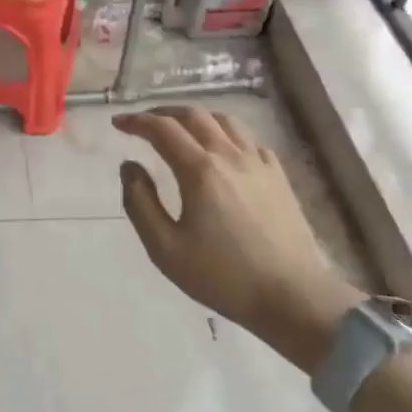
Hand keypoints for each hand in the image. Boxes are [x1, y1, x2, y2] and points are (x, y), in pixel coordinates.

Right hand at [114, 106, 363, 372]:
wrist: (293, 298)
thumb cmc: (222, 276)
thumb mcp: (165, 248)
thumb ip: (140, 202)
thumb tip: (129, 166)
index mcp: (199, 170)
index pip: (162, 129)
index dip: (136, 122)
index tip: (118, 124)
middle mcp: (229, 156)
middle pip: (194, 116)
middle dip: (163, 113)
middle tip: (143, 123)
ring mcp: (259, 164)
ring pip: (225, 121)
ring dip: (196, 118)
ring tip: (180, 129)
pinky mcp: (279, 177)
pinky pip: (249, 140)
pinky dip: (227, 134)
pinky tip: (223, 150)